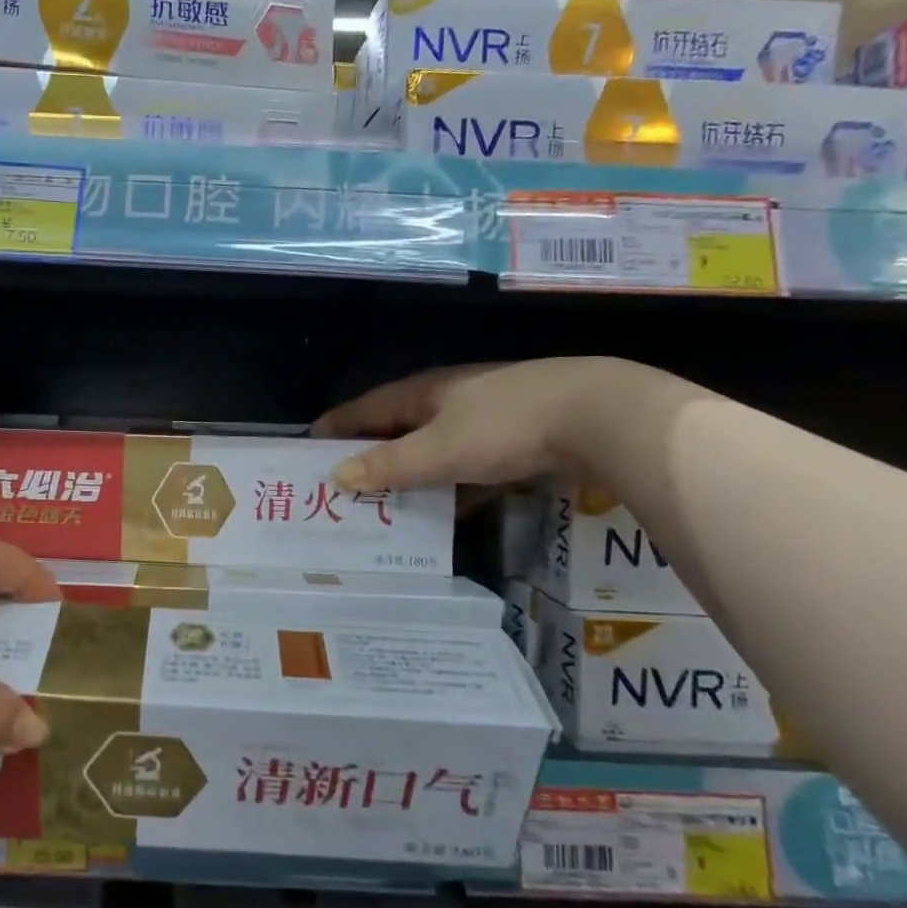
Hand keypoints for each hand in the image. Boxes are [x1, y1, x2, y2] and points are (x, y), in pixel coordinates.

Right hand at [315, 358, 619, 489]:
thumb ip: (389, 466)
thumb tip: (338, 475)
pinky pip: (469, 468)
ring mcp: (485, 419)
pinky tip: (449, 514)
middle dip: (371, 455)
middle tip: (342, 485)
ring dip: (411, 476)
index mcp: (424, 393)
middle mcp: (449, 400)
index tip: (309, 445)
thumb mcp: (439, 450)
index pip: (366, 408)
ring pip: (434, 450)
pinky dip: (453, 488)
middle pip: (398, 429)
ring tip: (386, 506)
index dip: (337, 426)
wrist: (597, 416)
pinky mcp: (515, 441)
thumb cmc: (504, 426)